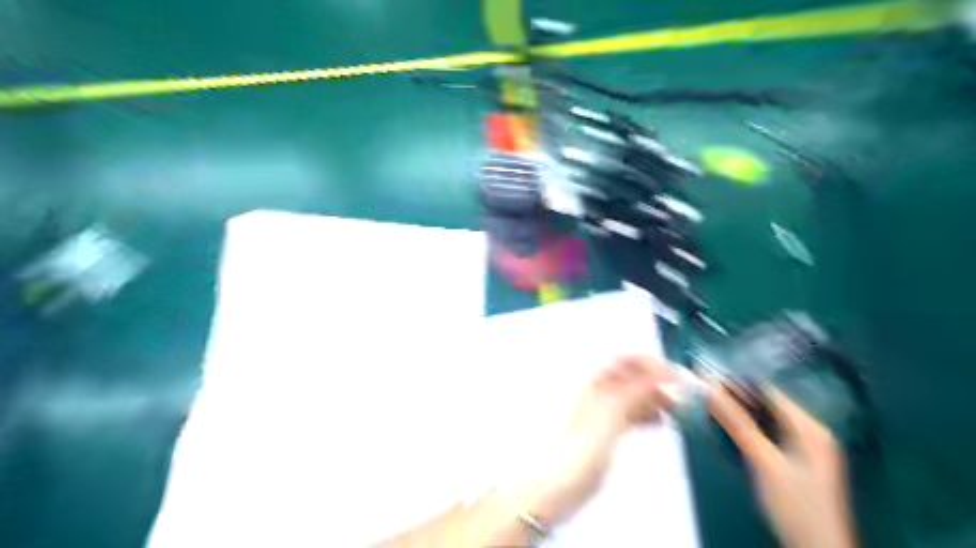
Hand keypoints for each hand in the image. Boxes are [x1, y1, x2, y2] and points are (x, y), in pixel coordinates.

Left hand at [523, 355, 676, 526]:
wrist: (562, 480)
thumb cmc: (580, 446)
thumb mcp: (611, 413)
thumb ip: (635, 390)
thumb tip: (660, 373)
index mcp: (594, 381)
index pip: (625, 360)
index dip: (650, 363)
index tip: (674, 375)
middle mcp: (597, 390)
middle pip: (631, 376)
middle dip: (655, 381)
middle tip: (679, 393)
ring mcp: (600, 409)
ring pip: (632, 394)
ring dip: (653, 397)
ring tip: (674, 407)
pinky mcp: (604, 428)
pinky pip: (629, 412)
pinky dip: (645, 412)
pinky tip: (657, 419)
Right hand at [707, 387, 855, 547]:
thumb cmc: (795, 505)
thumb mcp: (764, 462)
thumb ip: (738, 424)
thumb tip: (710, 390)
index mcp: (810, 428)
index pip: (770, 392)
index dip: (738, 383)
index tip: (707, 378)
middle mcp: (809, 433)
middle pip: (767, 406)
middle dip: (736, 398)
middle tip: (703, 393)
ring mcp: (803, 449)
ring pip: (764, 420)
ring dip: (738, 414)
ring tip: (709, 407)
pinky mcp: (793, 462)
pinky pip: (766, 435)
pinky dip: (746, 430)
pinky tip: (727, 429)